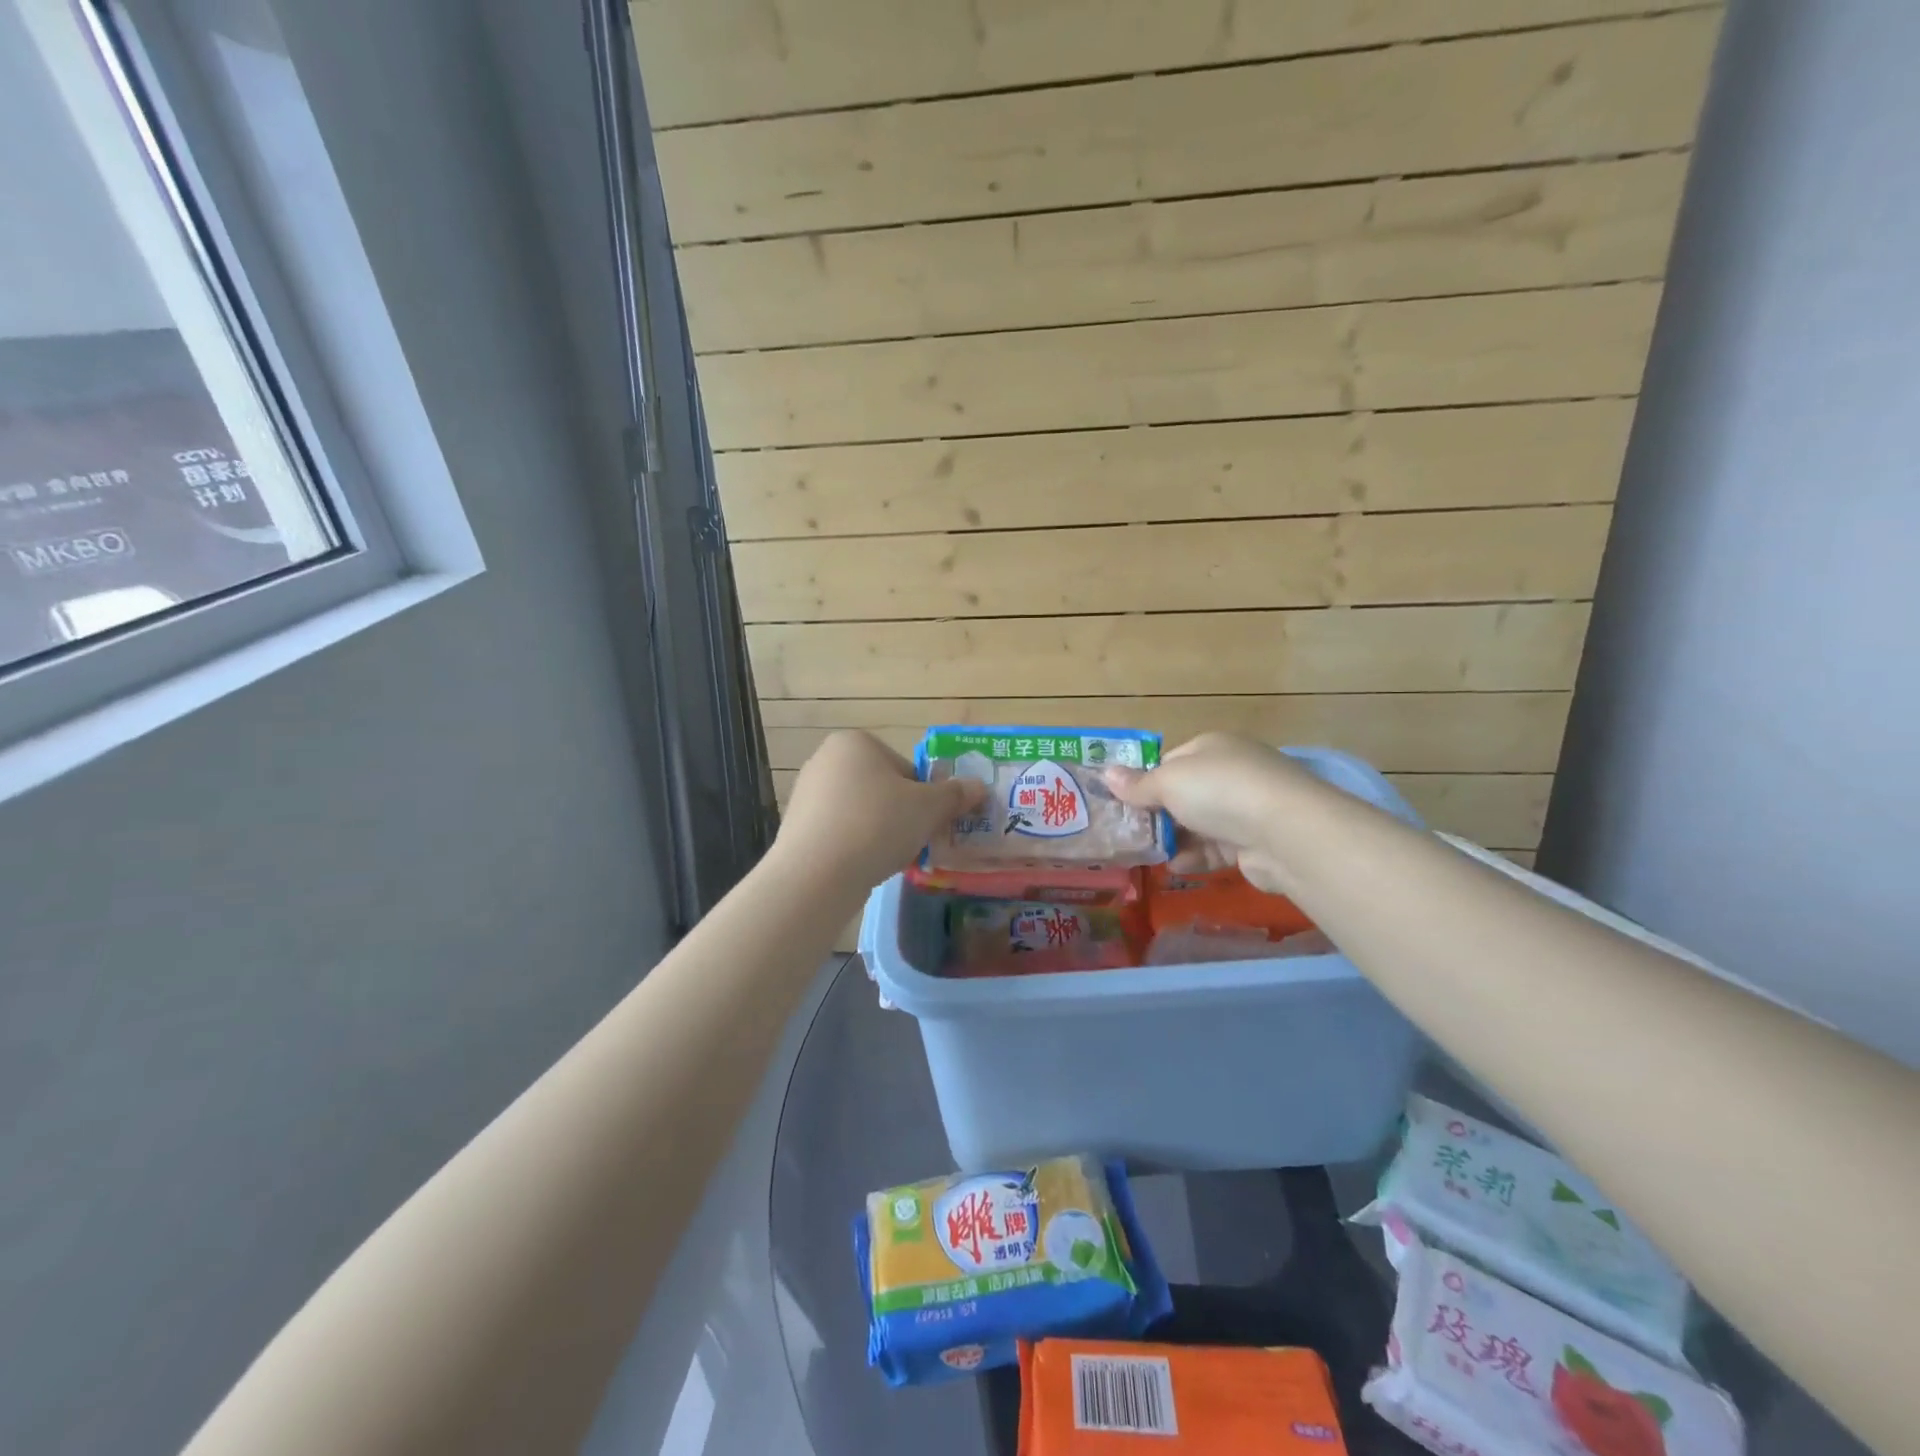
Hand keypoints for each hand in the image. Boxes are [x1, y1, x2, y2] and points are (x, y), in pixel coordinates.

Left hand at [774, 731, 987, 891]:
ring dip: (879, 832)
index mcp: (856, 742)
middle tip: (915, 841)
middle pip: (882, 789)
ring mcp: (806, 794)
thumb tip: (978, 787)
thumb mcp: (929, 807)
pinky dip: (855, 847)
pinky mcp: (796, 828)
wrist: (817, 873)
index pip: (905, 768)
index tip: (929, 822)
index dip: (925, 796)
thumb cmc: (878, 824)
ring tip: (889, 858)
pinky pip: (839, 833)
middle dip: (901, 815)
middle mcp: (825, 760)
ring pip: (861, 813)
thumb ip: (955, 795)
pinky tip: (863, 867)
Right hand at [1102, 733, 1316, 894]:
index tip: (1125, 803)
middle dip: (1158, 814)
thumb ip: (1137, 784)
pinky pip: (1216, 848)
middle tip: (1131, 833)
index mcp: (1211, 747)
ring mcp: (1247, 807)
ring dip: (1175, 839)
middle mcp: (1231, 771)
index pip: (1171, 761)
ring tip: (1148, 854)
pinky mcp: (1255, 841)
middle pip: (1184, 793)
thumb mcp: (1168, 782)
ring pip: (1199, 823)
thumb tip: (1106, 774)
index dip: (1146, 781)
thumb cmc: (1218, 791)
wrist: (1285, 832)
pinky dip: (1196, 857)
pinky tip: (1175, 867)